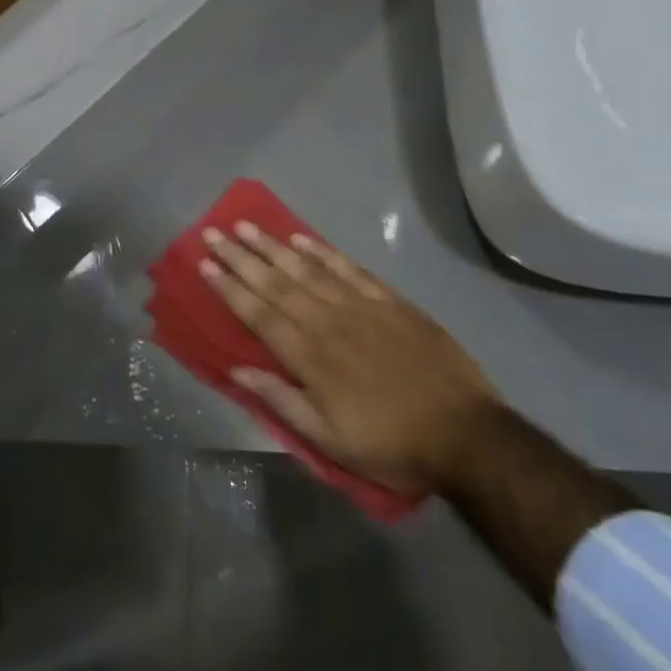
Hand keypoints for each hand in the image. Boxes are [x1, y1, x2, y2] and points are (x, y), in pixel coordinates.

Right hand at [199, 222, 498, 496]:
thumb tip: (238, 369)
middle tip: (213, 233)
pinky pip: (349, 269)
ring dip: (273, 246)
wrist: (466, 434)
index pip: (259, 314)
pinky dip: (323, 252)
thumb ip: (282, 401)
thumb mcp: (330, 441)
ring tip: (246, 226)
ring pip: (307, 269)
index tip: (204, 264)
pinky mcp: (390, 302)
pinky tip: (302, 238)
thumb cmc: (391, 444)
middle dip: (240, 257)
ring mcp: (361, 307)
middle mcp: (328, 322)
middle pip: (276, 283)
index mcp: (310, 357)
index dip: (229, 288)